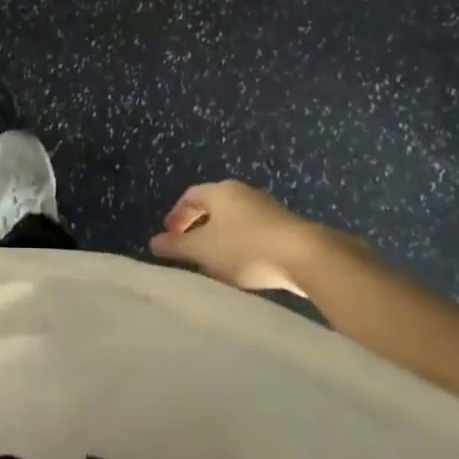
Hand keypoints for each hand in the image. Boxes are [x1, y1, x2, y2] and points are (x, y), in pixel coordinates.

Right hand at [148, 180, 340, 293]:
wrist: (306, 257)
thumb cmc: (245, 247)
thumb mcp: (203, 250)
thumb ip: (176, 246)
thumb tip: (153, 243)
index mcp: (221, 191)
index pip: (191, 196)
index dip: (177, 215)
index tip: (169, 235)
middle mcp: (243, 193)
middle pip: (213, 206)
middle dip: (198, 227)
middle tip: (188, 248)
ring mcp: (268, 209)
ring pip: (234, 220)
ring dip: (220, 238)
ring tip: (214, 262)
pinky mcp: (286, 228)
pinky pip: (254, 232)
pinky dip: (241, 246)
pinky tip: (243, 267)